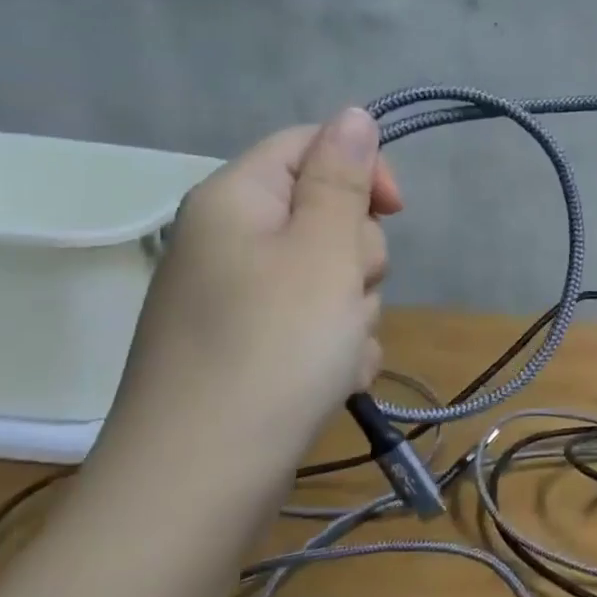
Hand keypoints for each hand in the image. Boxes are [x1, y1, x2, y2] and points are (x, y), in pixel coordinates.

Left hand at [0, 111, 400, 596]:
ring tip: (337, 353)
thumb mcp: (323, 250)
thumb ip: (342, 178)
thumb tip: (353, 114)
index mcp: (236, 200)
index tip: (395, 211)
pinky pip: (311, 325)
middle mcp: (228, 242)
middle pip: (324, 216)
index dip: (361, 168)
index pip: (308, 145)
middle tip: (347, 295)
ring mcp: (235, 300)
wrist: (201, 482)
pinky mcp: (247, 349)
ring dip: (351, 310)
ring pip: (328, 277)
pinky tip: (330, 382)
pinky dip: (332, 348)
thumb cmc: (273, 348)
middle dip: (356, 256)